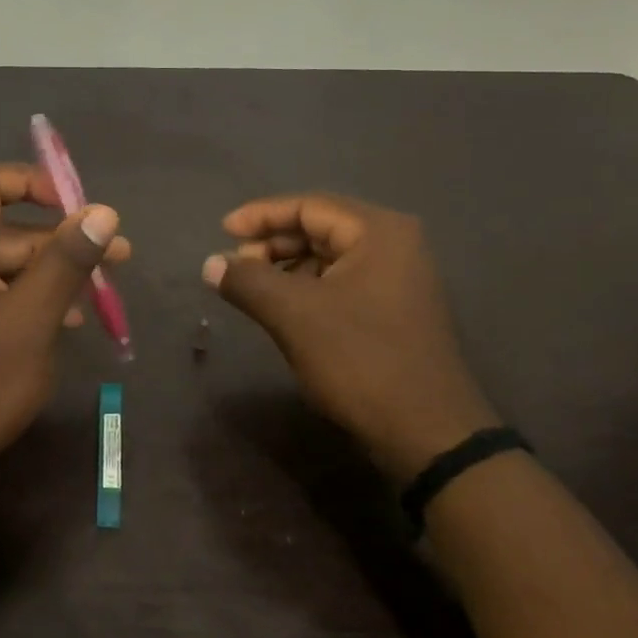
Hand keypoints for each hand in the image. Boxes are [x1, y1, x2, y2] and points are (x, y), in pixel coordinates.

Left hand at [0, 163, 129, 500]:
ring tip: (104, 287)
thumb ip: (64, 263)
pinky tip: (69, 318)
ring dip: (52, 271)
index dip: (34, 184)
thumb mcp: (29, 323)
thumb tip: (103, 212)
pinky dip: (31, 296)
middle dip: (60, 238)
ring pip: (4, 264)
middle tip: (118, 255)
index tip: (81, 208)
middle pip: (3, 229)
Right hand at [203, 194, 498, 480]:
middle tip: (235, 266)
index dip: (261, 216)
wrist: (427, 432)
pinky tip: (284, 310)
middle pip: (321, 228)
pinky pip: (342, 283)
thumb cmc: (360, 360)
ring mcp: (400, 279)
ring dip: (288, 268)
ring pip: (330, 258)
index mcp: (379, 232)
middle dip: (273, 244)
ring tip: (253, 289)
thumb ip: (247, 281)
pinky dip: (308, 289)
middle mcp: (395, 245)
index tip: (221, 231)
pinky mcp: (395, 310)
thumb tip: (210, 264)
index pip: (309, 206)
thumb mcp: (294, 315)